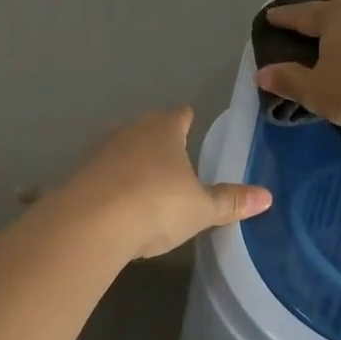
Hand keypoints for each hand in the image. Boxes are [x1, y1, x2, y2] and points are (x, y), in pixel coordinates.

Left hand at [55, 106, 271, 258]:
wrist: (92, 224)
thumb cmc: (157, 205)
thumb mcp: (201, 209)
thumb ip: (230, 201)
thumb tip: (267, 197)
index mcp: (163, 130)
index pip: (180, 115)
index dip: (187, 119)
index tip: (191, 121)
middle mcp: (128, 132)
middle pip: (145, 129)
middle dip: (156, 142)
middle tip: (169, 160)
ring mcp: (97, 152)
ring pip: (116, 151)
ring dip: (124, 163)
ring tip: (137, 183)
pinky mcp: (73, 176)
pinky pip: (87, 178)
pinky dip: (87, 186)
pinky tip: (75, 200)